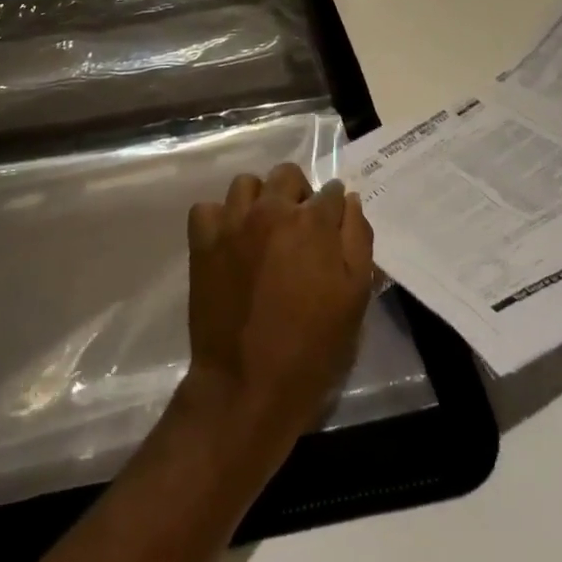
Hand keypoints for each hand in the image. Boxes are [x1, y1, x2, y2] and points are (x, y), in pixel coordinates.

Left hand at [183, 164, 374, 457]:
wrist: (248, 386)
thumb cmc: (312, 348)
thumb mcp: (355, 297)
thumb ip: (358, 240)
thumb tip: (350, 201)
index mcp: (313, 222)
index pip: (332, 192)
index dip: (335, 209)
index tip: (332, 228)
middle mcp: (272, 209)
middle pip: (287, 175)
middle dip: (298, 193)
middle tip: (299, 228)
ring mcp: (233, 222)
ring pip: (246, 184)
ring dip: (259, 199)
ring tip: (262, 230)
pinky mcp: (203, 240)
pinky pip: (207, 208)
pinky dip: (219, 218)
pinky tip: (229, 240)